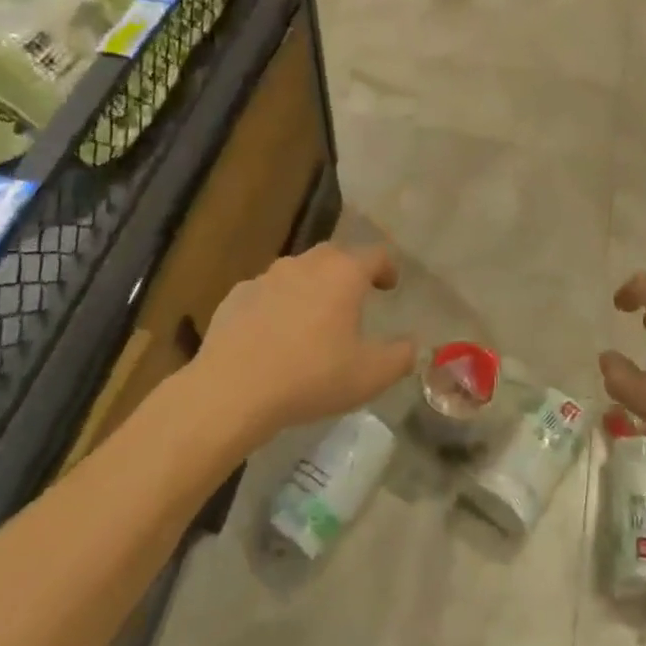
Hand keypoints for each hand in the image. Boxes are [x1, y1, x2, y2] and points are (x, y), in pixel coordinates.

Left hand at [198, 243, 414, 436]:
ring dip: (311, 286)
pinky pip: (266, 293)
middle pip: (335, 255)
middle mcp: (306, 264)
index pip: (376, 255)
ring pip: (298, 271)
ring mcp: (267, 277)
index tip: (390, 287)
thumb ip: (400, 357)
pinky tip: (274, 333)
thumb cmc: (311, 376)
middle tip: (354, 298)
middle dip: (348, 272)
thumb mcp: (370, 375)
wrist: (232, 390)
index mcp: (344, 273)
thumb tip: (413, 346)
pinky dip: (277, 304)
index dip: (387, 268)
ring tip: (313, 318)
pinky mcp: (236, 296)